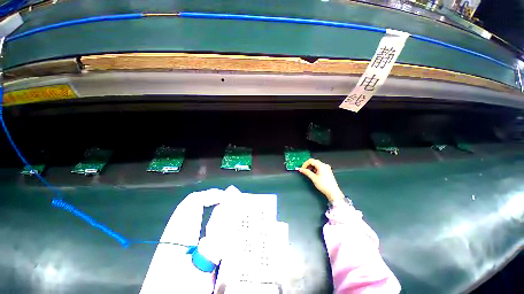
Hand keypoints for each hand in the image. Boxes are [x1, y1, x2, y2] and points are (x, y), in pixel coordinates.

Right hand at [298, 159, 344, 202]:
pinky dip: (315, 169)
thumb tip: (301, 169)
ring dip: (311, 167)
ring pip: (316, 164)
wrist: (333, 192)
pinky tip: (313, 174)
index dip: (305, 164)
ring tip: (309, 173)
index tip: (302, 168)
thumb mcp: (313, 178)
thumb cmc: (325, 186)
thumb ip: (306, 172)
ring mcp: (327, 168)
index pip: (311, 161)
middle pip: (314, 161)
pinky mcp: (327, 171)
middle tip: (304, 170)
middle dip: (308, 165)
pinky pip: (319, 167)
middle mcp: (325, 165)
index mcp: (322, 166)